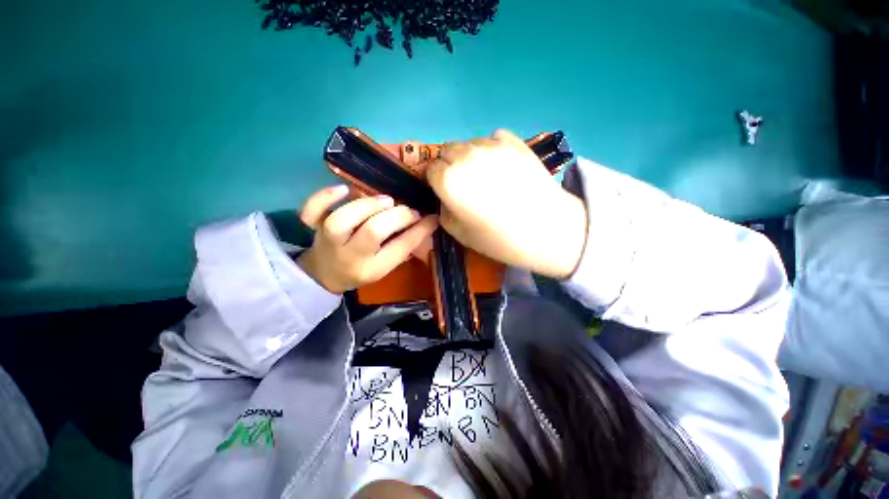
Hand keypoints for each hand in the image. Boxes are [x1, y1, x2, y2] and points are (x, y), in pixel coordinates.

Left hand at [296, 185, 438, 293]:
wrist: (324, 275)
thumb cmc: (361, 270)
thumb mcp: (386, 266)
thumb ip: (403, 248)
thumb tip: (426, 225)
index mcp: (373, 269)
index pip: (400, 249)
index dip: (419, 231)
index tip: (432, 218)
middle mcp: (351, 256)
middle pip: (372, 233)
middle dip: (396, 217)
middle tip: (409, 210)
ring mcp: (329, 241)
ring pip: (342, 220)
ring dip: (367, 205)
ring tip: (386, 200)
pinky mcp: (313, 228)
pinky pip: (311, 212)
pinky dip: (324, 197)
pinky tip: (343, 189)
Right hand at [426, 130, 587, 278]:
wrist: (545, 229)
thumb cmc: (498, 238)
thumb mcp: (459, 233)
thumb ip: (444, 211)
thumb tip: (446, 198)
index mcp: (448, 179)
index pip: (431, 170)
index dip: (437, 182)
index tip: (447, 192)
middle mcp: (465, 156)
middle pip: (446, 151)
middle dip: (450, 165)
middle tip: (465, 184)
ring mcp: (490, 145)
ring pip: (468, 144)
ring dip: (470, 157)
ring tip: (487, 176)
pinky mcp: (513, 141)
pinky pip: (492, 139)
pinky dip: (492, 149)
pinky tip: (503, 166)